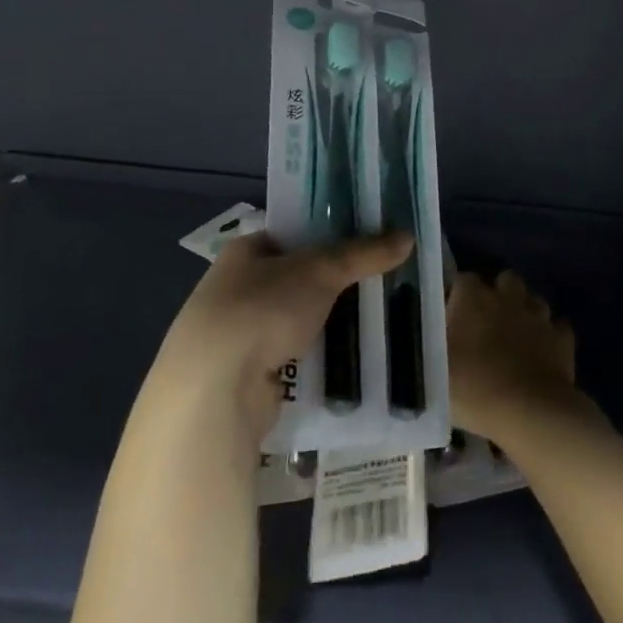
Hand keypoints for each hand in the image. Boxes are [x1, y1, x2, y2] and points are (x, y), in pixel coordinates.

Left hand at [153, 229, 411, 446]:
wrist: (214, 389)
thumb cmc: (262, 309)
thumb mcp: (321, 271)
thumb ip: (363, 253)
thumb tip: (408, 236)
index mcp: (244, 252)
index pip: (293, 233)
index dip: (329, 234)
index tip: (368, 240)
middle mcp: (235, 288)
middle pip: (297, 278)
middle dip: (335, 283)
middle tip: (381, 281)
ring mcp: (238, 334)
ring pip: (297, 319)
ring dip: (327, 322)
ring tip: (375, 320)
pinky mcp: (245, 375)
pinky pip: (293, 357)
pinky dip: (317, 357)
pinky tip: (349, 359)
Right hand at [446, 270, 584, 443]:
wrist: (530, 412)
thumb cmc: (474, 388)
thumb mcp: (433, 370)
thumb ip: (430, 346)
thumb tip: (431, 333)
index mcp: (473, 299)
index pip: (462, 280)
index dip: (457, 295)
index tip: (450, 316)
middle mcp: (508, 298)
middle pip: (504, 279)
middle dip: (497, 293)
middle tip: (486, 322)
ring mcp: (539, 316)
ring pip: (533, 299)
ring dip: (524, 311)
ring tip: (515, 336)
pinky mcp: (563, 337)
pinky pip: (556, 326)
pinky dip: (549, 335)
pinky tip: (541, 352)